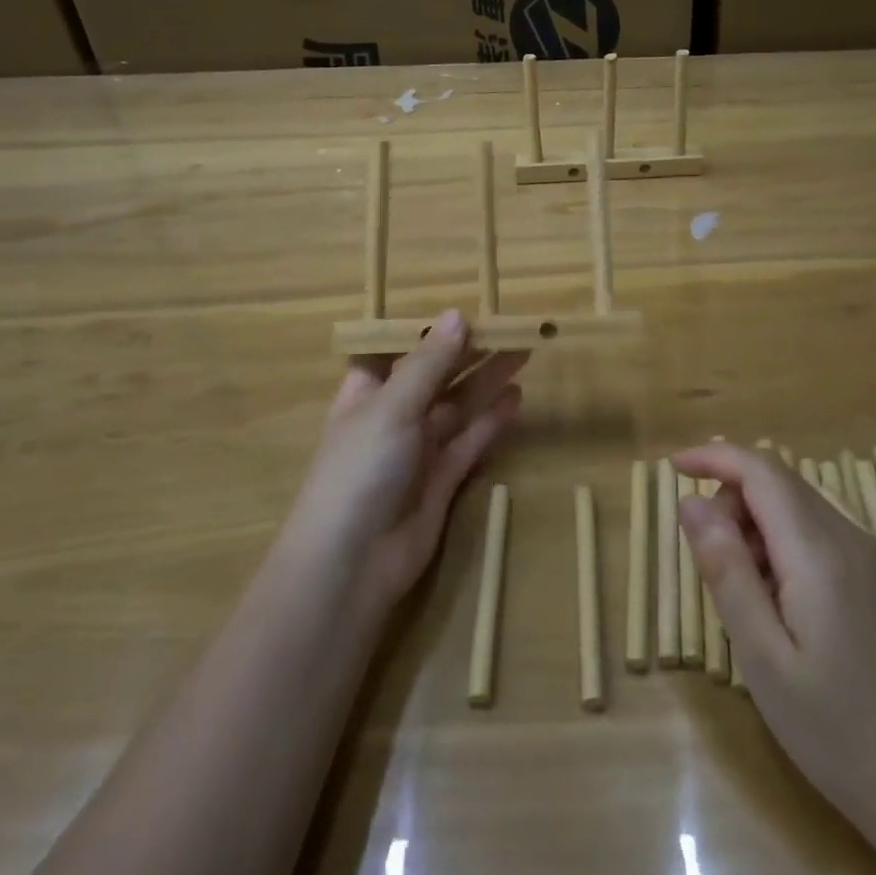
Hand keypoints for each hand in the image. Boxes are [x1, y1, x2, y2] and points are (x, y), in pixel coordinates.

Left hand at [286, 311, 526, 614]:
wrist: (353, 563)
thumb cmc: (361, 469)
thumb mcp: (393, 406)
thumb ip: (429, 363)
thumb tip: (457, 315)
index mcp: (367, 392)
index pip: (397, 351)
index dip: (428, 332)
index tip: (465, 312)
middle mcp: (393, 416)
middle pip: (436, 375)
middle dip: (469, 352)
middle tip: (511, 328)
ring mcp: (419, 449)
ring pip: (458, 405)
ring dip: (487, 380)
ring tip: (522, 352)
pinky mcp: (443, 479)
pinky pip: (471, 440)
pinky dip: (492, 420)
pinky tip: (516, 399)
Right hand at [672, 442, 875, 829]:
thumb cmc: (838, 733)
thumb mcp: (763, 658)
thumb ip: (726, 571)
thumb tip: (692, 503)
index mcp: (820, 553)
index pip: (762, 471)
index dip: (715, 457)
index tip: (676, 466)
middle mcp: (853, 539)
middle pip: (782, 483)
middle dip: (733, 496)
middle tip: (707, 554)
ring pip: (803, 507)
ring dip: (760, 523)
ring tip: (745, 590)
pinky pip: (825, 534)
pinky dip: (788, 543)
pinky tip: (784, 603)